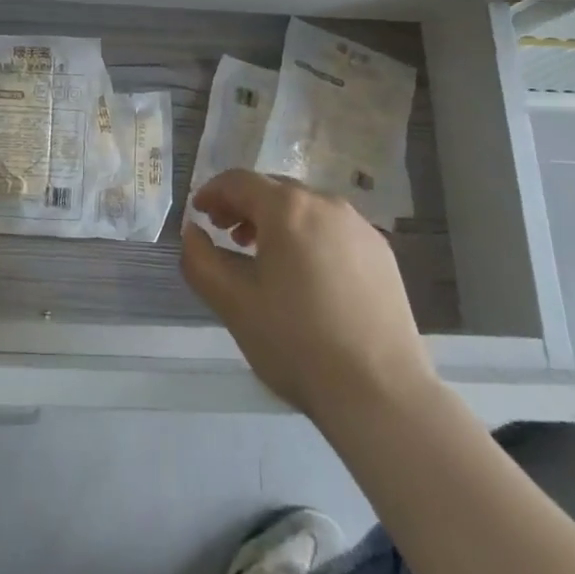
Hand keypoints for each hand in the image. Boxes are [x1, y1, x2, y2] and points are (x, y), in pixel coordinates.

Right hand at [182, 170, 436, 420]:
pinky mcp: (382, 253)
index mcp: (287, 208)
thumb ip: (200, 259)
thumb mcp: (232, 302)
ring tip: (264, 257)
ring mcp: (360, 227)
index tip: (199, 214)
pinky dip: (309, 238)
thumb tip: (192, 232)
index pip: (239, 181)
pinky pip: (334, 230)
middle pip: (274, 190)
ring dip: (277, 222)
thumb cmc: (296, 342)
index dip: (212, 192)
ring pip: (306, 209)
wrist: (380, 392)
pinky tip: (306, 276)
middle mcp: (326, 204)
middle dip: (244, 206)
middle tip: (226, 235)